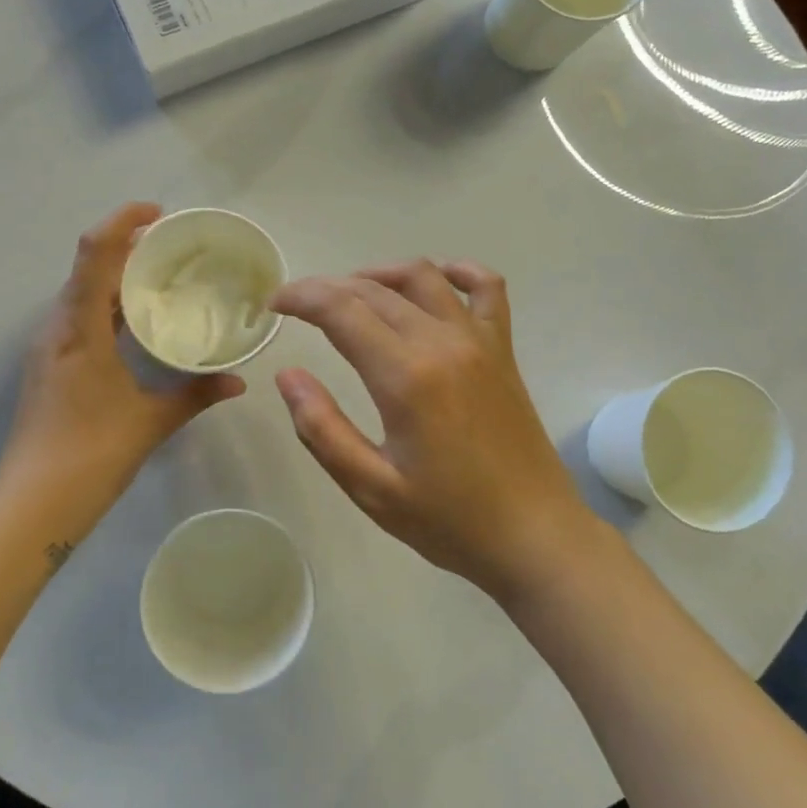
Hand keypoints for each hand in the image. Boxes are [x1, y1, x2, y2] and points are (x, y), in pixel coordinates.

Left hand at [0, 203, 243, 520]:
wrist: (34, 503)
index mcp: (79, 328)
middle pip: (87, 268)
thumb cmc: (92, 453)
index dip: (122, 221)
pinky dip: (108, 307)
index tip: (158, 214)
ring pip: (81, 294)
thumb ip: (197, 394)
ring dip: (116, 278)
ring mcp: (48, 347)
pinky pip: (79, 318)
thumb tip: (238, 381)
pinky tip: (137, 326)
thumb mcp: (152, 420)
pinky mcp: (49, 366)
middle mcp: (57, 327)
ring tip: (161, 280)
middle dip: (126, 248)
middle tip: (173, 249)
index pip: (95, 254)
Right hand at [270, 259, 598, 600]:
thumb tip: (288, 375)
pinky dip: (457, 272)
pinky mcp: (503, 351)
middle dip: (328, 288)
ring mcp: (479, 341)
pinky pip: (486, 289)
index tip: (273, 306)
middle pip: (375, 290)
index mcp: (405, 377)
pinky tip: (435, 281)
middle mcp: (442, 343)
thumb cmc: (448, 520)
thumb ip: (322, 429)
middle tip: (298, 306)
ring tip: (350, 293)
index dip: (300, 298)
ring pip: (423, 278)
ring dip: (380, 274)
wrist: (534, 535)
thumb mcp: (371, 488)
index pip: (341, 310)